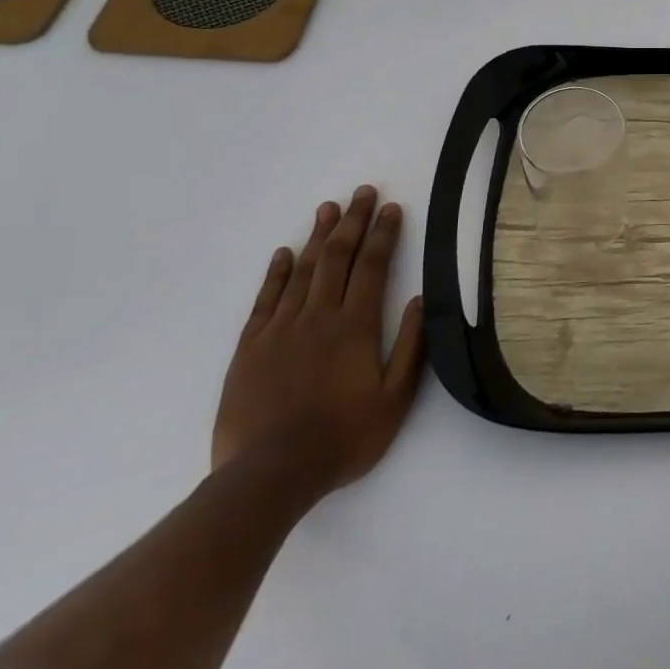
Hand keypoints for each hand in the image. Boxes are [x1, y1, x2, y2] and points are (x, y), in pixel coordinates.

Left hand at [212, 186, 426, 498]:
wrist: (268, 476)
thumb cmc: (342, 438)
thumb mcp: (395, 399)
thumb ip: (410, 347)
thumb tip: (419, 299)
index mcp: (356, 326)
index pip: (374, 266)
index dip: (384, 234)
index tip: (393, 208)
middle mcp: (319, 317)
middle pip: (338, 258)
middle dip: (353, 222)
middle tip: (363, 192)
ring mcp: (280, 330)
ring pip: (302, 271)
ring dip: (317, 236)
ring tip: (328, 208)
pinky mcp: (250, 348)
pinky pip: (265, 300)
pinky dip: (275, 273)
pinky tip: (283, 253)